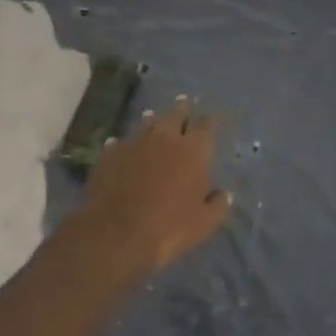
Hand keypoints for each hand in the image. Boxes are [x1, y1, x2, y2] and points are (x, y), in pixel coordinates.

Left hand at [75, 98, 231, 276]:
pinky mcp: (111, 152)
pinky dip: (126, 142)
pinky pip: (121, 141)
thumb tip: (224, 193)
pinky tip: (122, 145)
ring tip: (154, 116)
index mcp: (193, 150)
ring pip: (147, 123)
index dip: (208, 121)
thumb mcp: (204, 224)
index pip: (205, 125)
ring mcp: (136, 142)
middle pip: (176, 115)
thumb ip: (218, 205)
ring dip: (153, 120)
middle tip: (183, 102)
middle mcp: (165, 137)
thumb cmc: (168, 229)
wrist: (116, 232)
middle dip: (182, 109)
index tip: (210, 118)